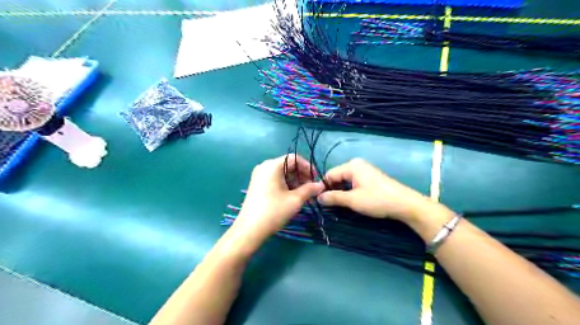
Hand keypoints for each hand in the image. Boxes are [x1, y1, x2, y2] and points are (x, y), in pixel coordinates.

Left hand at [234, 155, 325, 248]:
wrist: (250, 230)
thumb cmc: (274, 211)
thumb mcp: (295, 200)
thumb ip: (310, 189)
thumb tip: (321, 185)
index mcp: (272, 165)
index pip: (294, 159)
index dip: (308, 167)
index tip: (316, 179)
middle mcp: (264, 166)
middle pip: (287, 165)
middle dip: (302, 175)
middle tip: (312, 188)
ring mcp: (259, 176)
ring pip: (281, 173)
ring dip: (294, 181)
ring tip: (304, 194)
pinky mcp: (257, 185)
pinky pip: (275, 179)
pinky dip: (285, 185)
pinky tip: (292, 196)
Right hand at [317, 157, 434, 222]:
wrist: (405, 204)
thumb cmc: (377, 200)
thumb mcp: (352, 200)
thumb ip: (334, 198)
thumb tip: (318, 198)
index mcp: (351, 166)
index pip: (329, 174)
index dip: (323, 188)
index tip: (319, 202)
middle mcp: (357, 165)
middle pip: (337, 177)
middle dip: (333, 190)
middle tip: (329, 206)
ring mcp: (364, 170)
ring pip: (345, 181)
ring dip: (341, 192)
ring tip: (339, 205)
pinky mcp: (370, 178)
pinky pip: (353, 183)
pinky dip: (350, 191)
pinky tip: (351, 201)